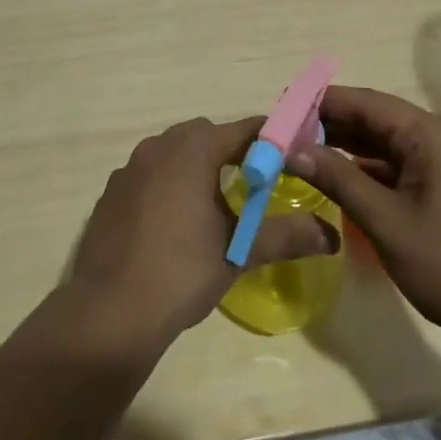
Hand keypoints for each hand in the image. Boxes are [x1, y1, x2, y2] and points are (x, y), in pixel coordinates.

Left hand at [67, 117, 339, 347]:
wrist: (109, 310)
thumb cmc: (181, 271)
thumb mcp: (238, 251)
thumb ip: (285, 236)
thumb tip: (331, 236)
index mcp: (193, 148)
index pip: (243, 129)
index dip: (270, 139)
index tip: (292, 154)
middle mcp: (160, 145)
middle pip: (206, 135)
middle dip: (232, 152)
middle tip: (256, 184)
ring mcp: (131, 167)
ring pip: (174, 153)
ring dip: (197, 167)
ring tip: (217, 204)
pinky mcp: (112, 191)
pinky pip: (150, 174)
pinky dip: (168, 185)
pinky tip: (175, 223)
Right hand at [289, 87, 440, 343]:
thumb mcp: (386, 221)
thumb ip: (339, 179)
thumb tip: (294, 149)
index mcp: (426, 133)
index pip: (364, 102)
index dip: (321, 101)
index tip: (283, 105)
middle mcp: (437, 135)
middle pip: (374, 118)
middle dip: (330, 123)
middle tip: (286, 131)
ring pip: (385, 142)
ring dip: (347, 145)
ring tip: (304, 151)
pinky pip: (399, 163)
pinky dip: (369, 167)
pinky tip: (341, 177)